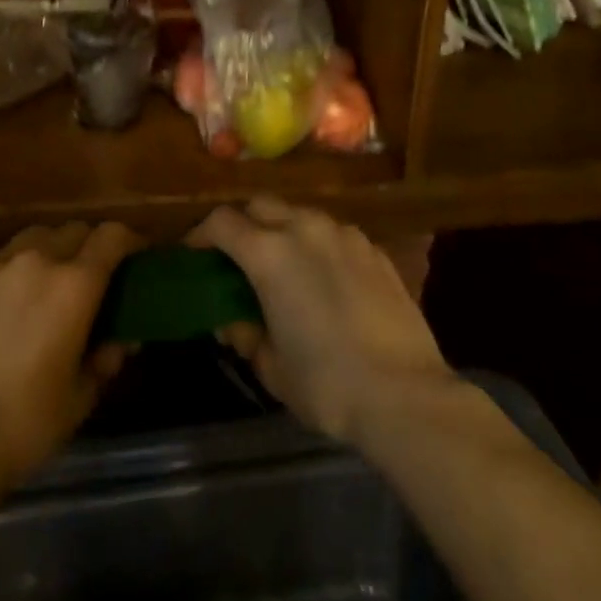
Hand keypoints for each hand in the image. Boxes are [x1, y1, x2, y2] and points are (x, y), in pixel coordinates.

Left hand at [0, 221, 142, 489]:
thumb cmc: (25, 424)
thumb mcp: (81, 396)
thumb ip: (106, 357)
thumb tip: (122, 337)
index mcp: (74, 285)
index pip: (112, 236)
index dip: (130, 241)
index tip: (136, 256)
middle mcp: (35, 261)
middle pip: (73, 230)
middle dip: (89, 246)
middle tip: (91, 277)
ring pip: (32, 239)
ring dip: (49, 252)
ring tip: (45, 285)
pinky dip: (11, 273)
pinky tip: (4, 308)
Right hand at [190, 198, 455, 447]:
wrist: (406, 395)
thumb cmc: (327, 385)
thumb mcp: (271, 367)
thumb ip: (245, 334)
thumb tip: (234, 321)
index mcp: (269, 253)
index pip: (221, 222)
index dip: (200, 235)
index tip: (194, 254)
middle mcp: (304, 229)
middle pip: (260, 205)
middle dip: (243, 223)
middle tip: (238, 257)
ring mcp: (344, 235)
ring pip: (300, 215)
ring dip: (283, 231)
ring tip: (285, 267)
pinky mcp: (374, 250)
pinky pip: (334, 234)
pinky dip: (319, 246)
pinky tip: (326, 280)